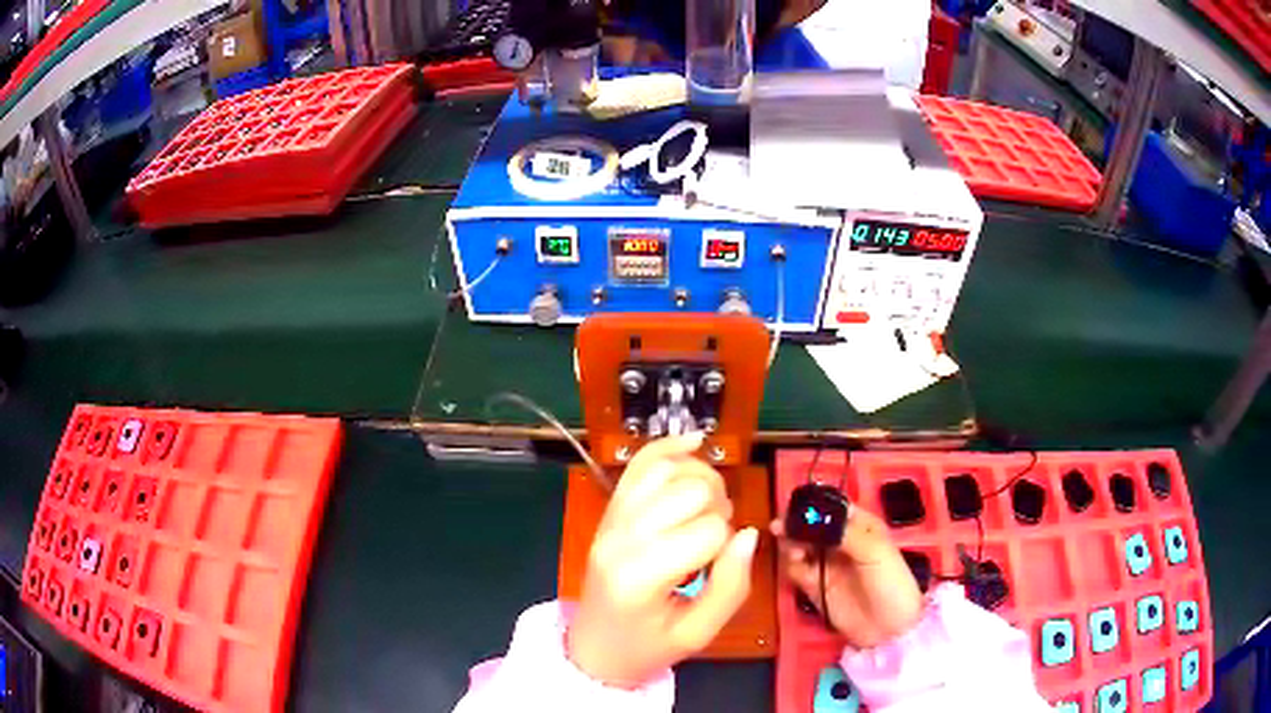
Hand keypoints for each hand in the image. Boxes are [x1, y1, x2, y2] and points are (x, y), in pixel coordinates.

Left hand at [567, 434, 759, 688]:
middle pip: (690, 491)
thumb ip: (730, 587)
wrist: (595, 648)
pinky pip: (638, 465)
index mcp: (641, 576)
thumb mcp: (699, 633)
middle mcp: (620, 538)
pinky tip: (694, 442)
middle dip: (718, 508)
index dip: (726, 546)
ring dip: (701, 479)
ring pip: (667, 469)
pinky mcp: (609, 511)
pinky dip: (668, 447)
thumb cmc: (648, 646)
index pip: (708, 531)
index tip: (716, 568)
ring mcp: (610, 520)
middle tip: (714, 540)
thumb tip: (749, 535)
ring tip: (708, 508)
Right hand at [772, 506, 923, 649]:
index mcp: (861, 526)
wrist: (888, 628)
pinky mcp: (815, 586)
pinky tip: (794, 563)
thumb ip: (845, 532)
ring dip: (791, 543)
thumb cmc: (890, 582)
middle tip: (781, 527)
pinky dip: (790, 564)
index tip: (796, 506)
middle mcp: (841, 541)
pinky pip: (797, 569)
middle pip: (812, 526)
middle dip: (797, 524)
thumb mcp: (875, 551)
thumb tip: (814, 517)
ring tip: (792, 549)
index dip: (815, 505)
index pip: (834, 508)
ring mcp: (827, 564)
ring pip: (801, 545)